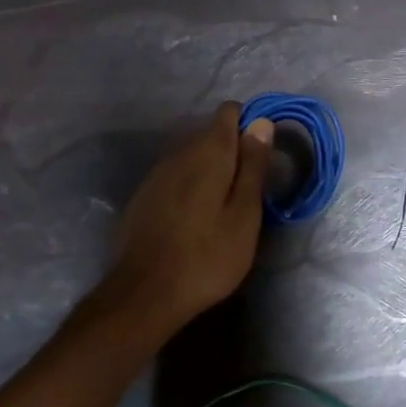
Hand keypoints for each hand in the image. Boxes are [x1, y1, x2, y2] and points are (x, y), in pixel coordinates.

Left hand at [105, 102, 273, 332]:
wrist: (145, 293)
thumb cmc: (208, 256)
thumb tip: (261, 122)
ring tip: (224, 208)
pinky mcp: (143, 196)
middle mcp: (178, 154)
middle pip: (209, 134)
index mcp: (207, 153)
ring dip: (211, 171)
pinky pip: (175, 177)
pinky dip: (191, 187)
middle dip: (232, 152)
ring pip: (191, 156)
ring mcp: (156, 175)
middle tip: (249, 193)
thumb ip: (253, 166)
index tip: (262, 159)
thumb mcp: (244, 215)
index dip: (250, 127)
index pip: (229, 113)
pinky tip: (196, 218)